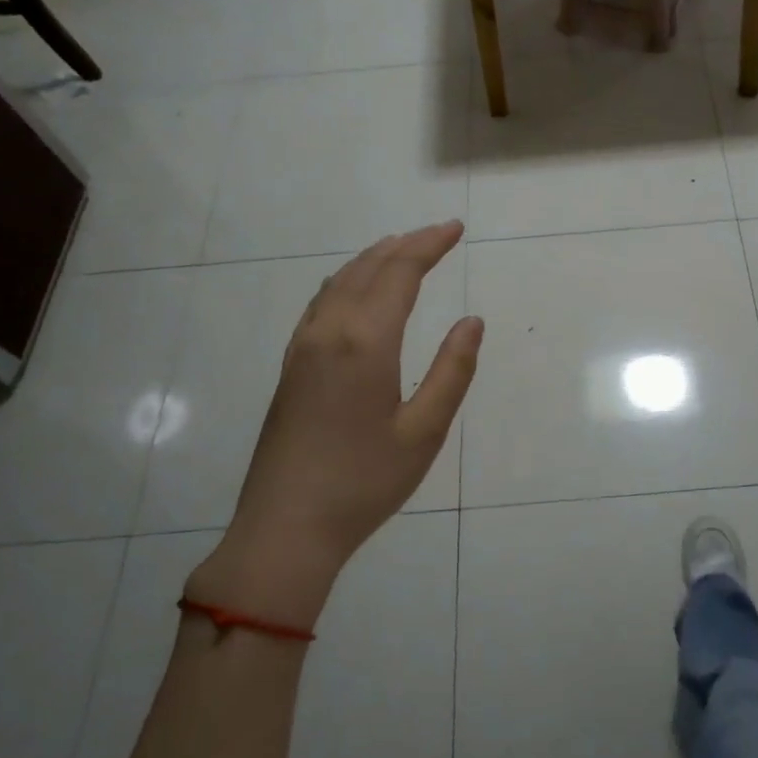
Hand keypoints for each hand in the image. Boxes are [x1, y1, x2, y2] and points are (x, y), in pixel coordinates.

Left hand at [187, 222, 482, 625]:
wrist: (286, 528)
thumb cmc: (364, 482)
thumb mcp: (424, 431)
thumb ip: (452, 371)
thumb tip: (471, 322)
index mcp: (365, 342)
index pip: (400, 272)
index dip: (429, 245)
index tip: (456, 229)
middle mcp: (329, 331)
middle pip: (368, 268)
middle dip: (405, 245)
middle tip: (438, 233)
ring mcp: (302, 347)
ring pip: (340, 282)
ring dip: (374, 259)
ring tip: (402, 250)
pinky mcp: (291, 366)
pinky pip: (322, 302)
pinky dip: (349, 281)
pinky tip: (357, 292)